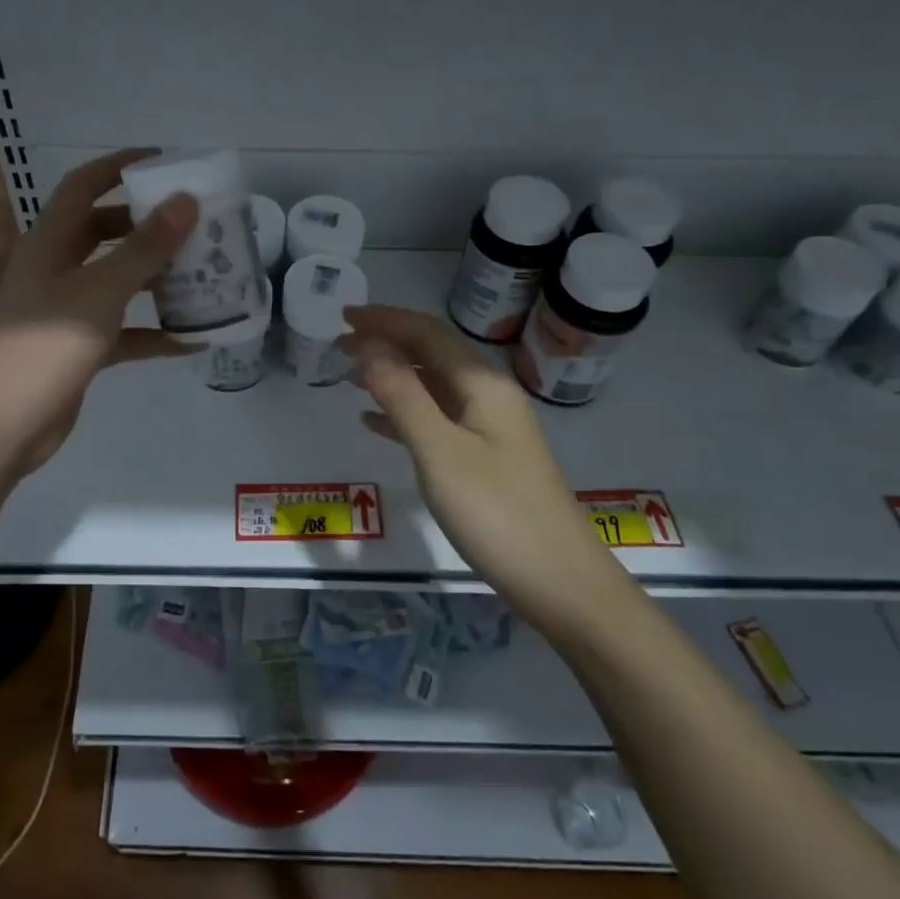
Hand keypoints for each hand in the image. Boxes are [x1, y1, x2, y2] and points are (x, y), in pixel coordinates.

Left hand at [0, 149, 197, 472]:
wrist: (3, 425)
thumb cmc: (48, 346)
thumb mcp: (101, 291)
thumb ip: (145, 248)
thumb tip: (185, 201)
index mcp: (50, 243)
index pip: (84, 186)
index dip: (120, 166)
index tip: (165, 161)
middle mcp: (55, 269)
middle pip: (103, 232)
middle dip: (146, 224)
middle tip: (192, 222)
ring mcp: (65, 310)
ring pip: (116, 281)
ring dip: (155, 277)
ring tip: (202, 272)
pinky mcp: (77, 348)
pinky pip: (122, 330)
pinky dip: (152, 332)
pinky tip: (192, 340)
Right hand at [342, 306, 601, 600]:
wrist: (559, 581)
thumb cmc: (496, 513)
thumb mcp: (440, 452)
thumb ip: (402, 396)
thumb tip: (367, 347)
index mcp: (482, 385)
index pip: (427, 334)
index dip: (385, 321)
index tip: (343, 317)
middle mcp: (489, 396)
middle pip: (432, 354)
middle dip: (387, 343)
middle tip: (340, 345)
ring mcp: (490, 429)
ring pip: (433, 386)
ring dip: (393, 375)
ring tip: (351, 376)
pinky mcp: (486, 459)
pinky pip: (438, 419)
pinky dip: (404, 413)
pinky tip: (375, 423)